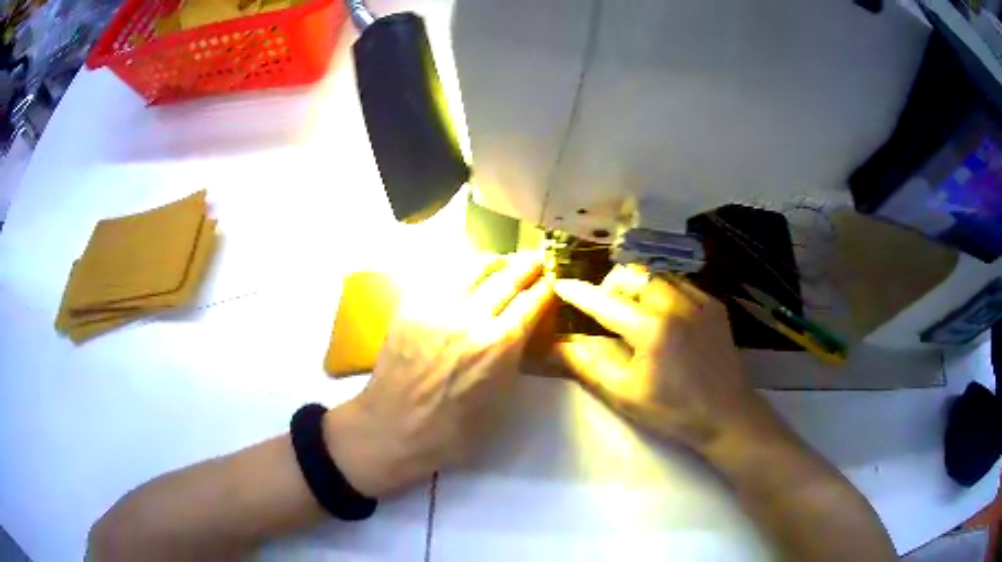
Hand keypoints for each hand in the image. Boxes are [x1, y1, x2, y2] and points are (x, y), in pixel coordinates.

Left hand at [325, 254, 552, 497]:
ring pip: (474, 268)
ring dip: (496, 263)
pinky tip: (467, 278)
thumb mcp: (499, 400)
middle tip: (538, 259)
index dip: (548, 286)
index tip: (555, 277)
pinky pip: (443, 277)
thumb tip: (525, 333)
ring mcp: (438, 307)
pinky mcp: (411, 306)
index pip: (532, 301)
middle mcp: (471, 317)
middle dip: (528, 265)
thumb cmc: (452, 430)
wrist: (392, 428)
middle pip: (508, 277)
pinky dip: (463, 273)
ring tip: (504, 263)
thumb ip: (515, 359)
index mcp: (498, 345)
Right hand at [551, 265, 783, 451]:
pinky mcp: (714, 305)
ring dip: (638, 285)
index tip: (560, 284)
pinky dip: (663, 290)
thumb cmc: (673, 411)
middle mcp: (675, 304)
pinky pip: (681, 283)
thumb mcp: (625, 394)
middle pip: (633, 275)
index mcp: (651, 329)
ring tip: (634, 310)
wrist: (727, 415)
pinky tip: (664, 315)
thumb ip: (589, 365)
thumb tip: (557, 345)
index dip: (579, 293)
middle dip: (612, 285)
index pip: (604, 302)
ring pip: (657, 274)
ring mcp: (699, 301)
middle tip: (606, 309)